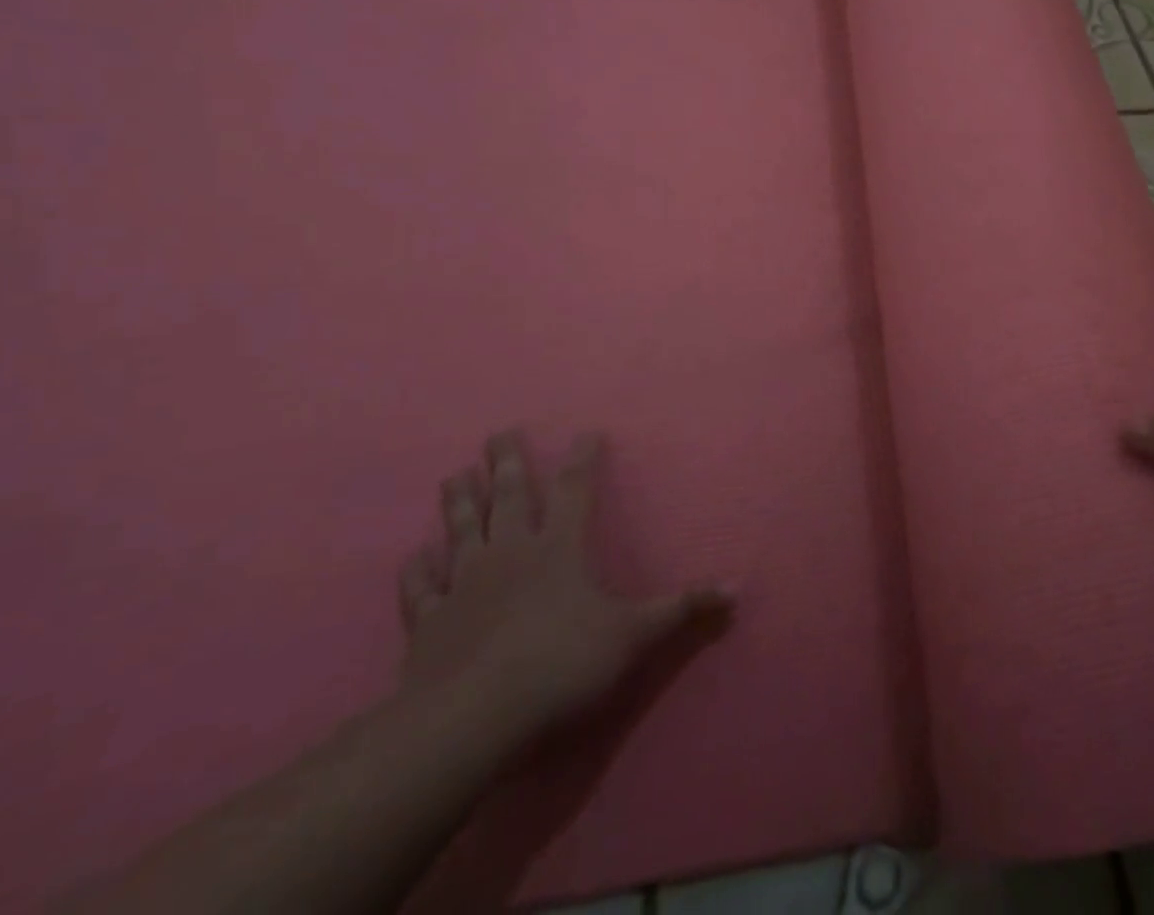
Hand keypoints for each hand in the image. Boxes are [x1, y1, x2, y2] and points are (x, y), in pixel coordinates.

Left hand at [398, 431, 729, 742]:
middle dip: (507, 461)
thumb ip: (681, 608)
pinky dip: (417, 570)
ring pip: (461, 529)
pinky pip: (420, 587)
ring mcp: (464, 583)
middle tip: (499, 432)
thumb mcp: (634, 635)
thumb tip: (737, 588)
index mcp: (559, 546)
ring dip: (458, 501)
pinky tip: (416, 556)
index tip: (587, 433)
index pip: (574, 488)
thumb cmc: (561, 664)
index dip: (582, 458)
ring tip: (455, 474)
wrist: (471, 720)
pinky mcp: (428, 622)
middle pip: (508, 495)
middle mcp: (510, 551)